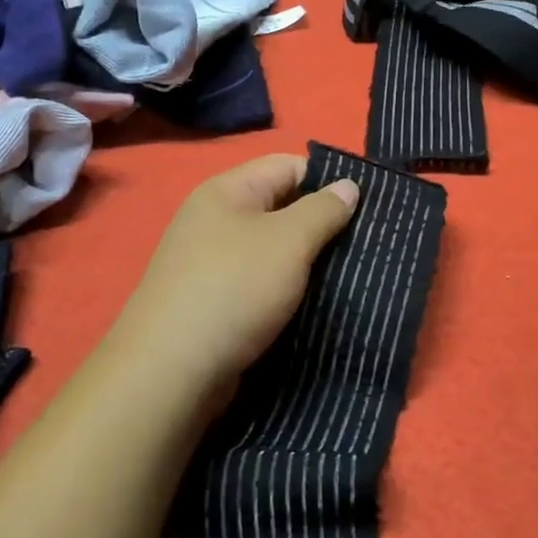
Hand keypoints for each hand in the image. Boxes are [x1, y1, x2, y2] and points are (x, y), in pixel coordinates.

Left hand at [108, 154, 359, 397]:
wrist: (170, 372)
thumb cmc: (234, 289)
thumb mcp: (288, 241)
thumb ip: (323, 210)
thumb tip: (348, 185)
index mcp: (227, 191)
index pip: (288, 166)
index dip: (328, 180)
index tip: (367, 207)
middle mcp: (215, 220)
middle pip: (280, 207)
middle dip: (321, 224)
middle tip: (366, 245)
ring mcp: (210, 263)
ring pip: (273, 250)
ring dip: (307, 262)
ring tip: (349, 276)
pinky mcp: (213, 302)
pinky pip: (260, 283)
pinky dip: (286, 290)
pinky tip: (315, 304)